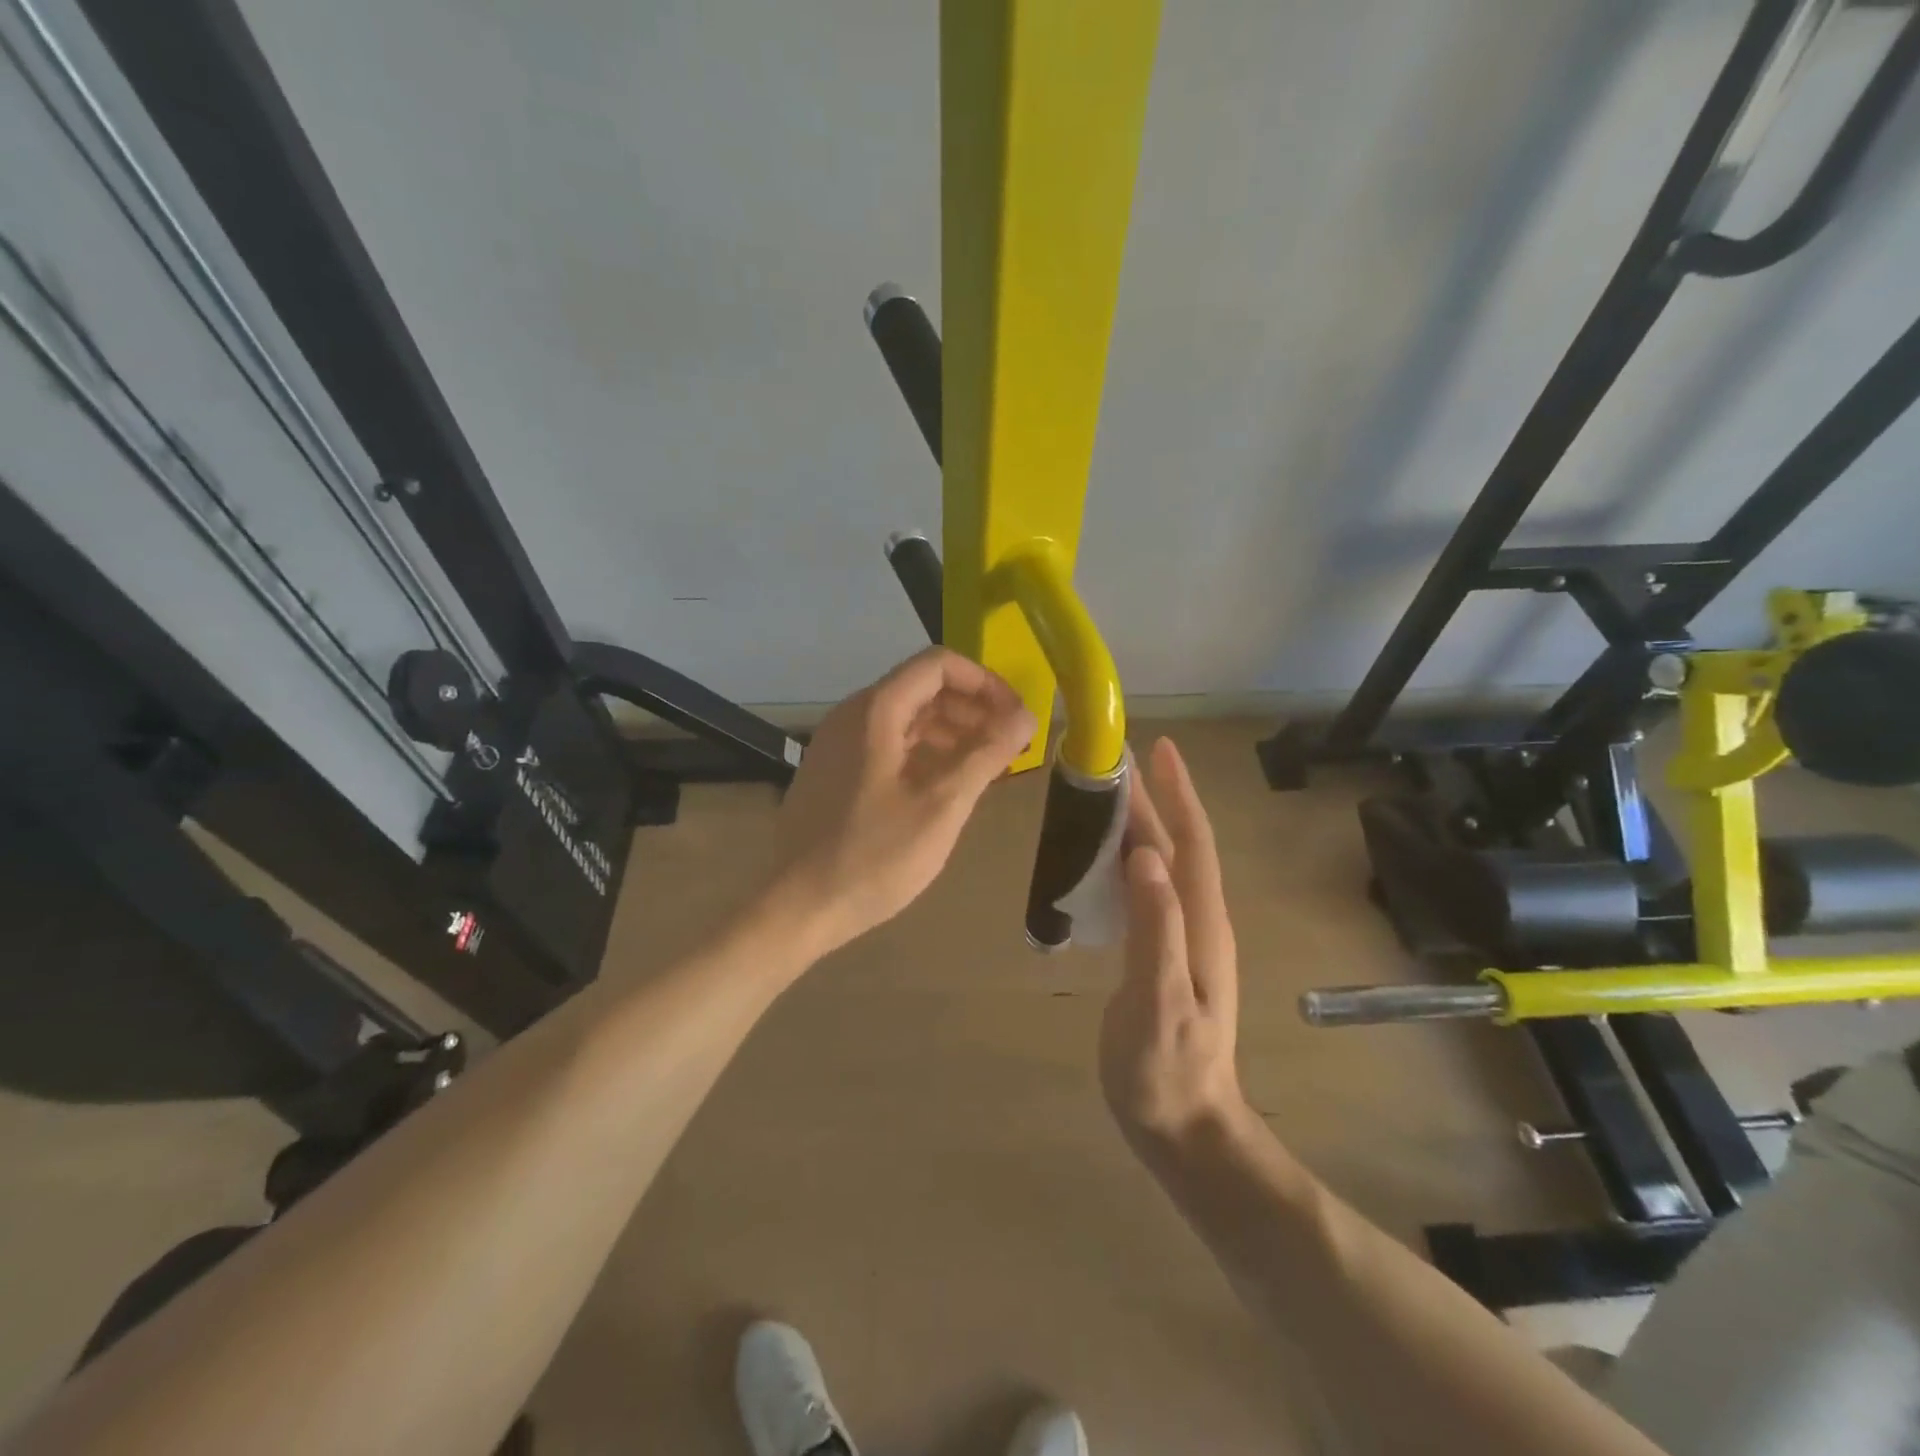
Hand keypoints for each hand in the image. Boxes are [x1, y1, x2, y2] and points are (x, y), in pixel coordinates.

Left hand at [762, 647, 1034, 955]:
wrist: (798, 906)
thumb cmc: (873, 856)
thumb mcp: (941, 806)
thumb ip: (986, 755)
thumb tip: (1028, 717)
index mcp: (876, 711)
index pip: (938, 665)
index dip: (985, 683)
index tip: (1015, 717)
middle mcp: (853, 715)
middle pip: (922, 688)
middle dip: (972, 709)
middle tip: (1008, 745)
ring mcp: (838, 744)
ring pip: (905, 717)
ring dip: (951, 732)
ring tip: (985, 766)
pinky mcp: (834, 771)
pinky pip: (887, 744)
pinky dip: (924, 752)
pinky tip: (945, 785)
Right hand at [1100, 737, 1246, 1158]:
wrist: (1187, 1130)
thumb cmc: (1168, 1069)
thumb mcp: (1160, 1000)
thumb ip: (1155, 928)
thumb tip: (1144, 855)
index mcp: (1200, 924)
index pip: (1191, 843)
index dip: (1177, 794)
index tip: (1159, 748)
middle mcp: (1197, 922)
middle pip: (1175, 847)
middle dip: (1151, 800)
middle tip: (1114, 763)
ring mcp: (1183, 941)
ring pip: (1161, 868)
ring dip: (1139, 828)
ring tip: (1104, 799)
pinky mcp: (1163, 958)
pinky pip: (1146, 894)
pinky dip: (1126, 865)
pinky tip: (1103, 864)